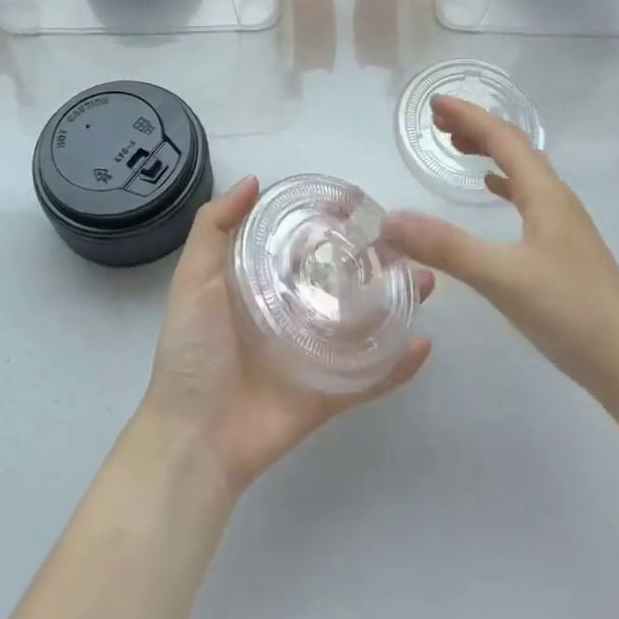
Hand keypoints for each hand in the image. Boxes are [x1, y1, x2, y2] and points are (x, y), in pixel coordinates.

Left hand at [141, 176, 433, 496]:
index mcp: (265, 286)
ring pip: (366, 323)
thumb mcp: (194, 280)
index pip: (305, 245)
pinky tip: (424, 342)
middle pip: (344, 281)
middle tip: (407, 242)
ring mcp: (316, 354)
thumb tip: (254, 180)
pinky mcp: (330, 392)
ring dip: (397, 303)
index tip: (360, 204)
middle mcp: (295, 314)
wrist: (194, 437)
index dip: (331, 224)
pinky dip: (398, 365)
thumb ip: (214, 228)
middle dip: (376, 261)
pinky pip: (371, 377)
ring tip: (425, 280)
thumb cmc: (193, 351)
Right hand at [381, 96, 618, 402]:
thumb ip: (445, 247)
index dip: (469, 116)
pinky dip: (505, 184)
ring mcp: (564, 224)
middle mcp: (557, 200)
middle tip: (438, 124)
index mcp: (545, 195)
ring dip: (490, 153)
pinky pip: (529, 197)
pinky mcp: (564, 248)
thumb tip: (390, 220)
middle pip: (515, 148)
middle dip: (477, 129)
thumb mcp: (501, 277)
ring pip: (523, 172)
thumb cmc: (569, 312)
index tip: (433, 103)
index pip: (503, 138)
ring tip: (459, 148)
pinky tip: (493, 193)